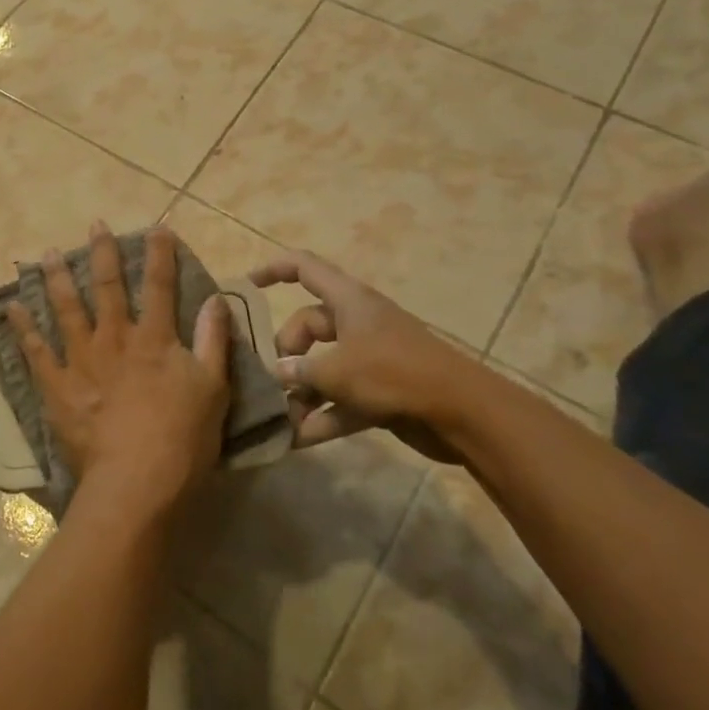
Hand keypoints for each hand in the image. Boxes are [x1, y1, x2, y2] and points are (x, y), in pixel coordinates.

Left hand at [7, 223, 231, 516]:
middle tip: (95, 225)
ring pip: (65, 309)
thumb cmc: (182, 439)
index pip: (159, 286)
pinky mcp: (57, 386)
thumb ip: (212, 341)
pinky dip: (23, 327)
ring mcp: (80, 361)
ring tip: (49, 253)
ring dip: (57, 278)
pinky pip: (35, 351)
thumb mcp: (213, 389)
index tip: (157, 228)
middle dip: (102, 254)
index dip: (160, 254)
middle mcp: (114, 339)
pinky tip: (12, 307)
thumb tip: (216, 299)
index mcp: (153, 339)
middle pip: (107, 288)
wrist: (136, 483)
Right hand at [249, 250, 478, 460]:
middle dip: (286, 352)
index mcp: (348, 300)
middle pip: (308, 326)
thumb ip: (299, 370)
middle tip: (271, 379)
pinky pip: (340, 399)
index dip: (273, 270)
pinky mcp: (380, 391)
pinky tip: (296, 441)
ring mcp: (370, 358)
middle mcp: (357, 323)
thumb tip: (275, 373)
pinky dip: (321, 416)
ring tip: (277, 417)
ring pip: (323, 366)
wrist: (462, 413)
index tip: (246, 287)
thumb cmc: (393, 374)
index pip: (304, 268)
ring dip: (301, 391)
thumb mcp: (336, 370)